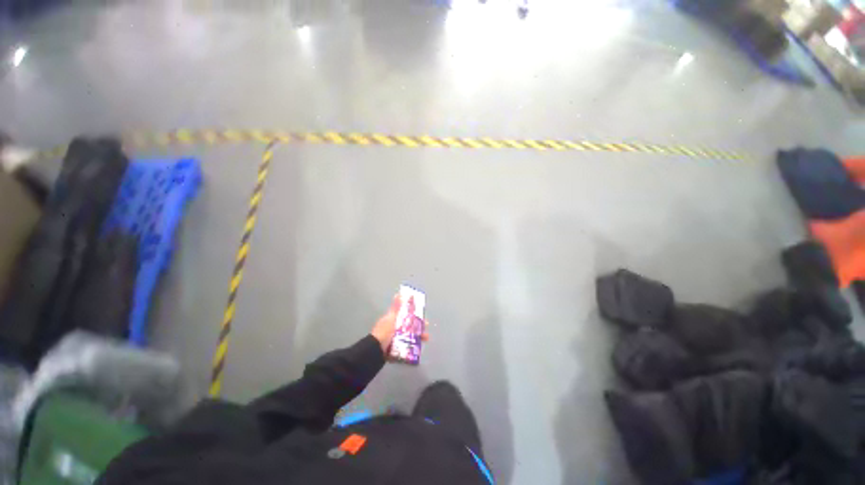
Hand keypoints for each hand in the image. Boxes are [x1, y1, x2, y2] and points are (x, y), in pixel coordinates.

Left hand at [370, 294, 429, 354]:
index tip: (422, 315)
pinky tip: (419, 348)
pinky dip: (413, 347)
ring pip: (410, 337)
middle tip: (426, 328)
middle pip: (409, 326)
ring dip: (418, 337)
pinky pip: (407, 348)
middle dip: (419, 327)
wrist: (375, 352)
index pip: (405, 314)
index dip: (414, 314)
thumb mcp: (391, 319)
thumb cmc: (383, 333)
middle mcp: (394, 329)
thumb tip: (399, 293)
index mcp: (392, 320)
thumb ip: (396, 307)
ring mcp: (395, 340)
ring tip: (426, 339)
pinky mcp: (395, 350)